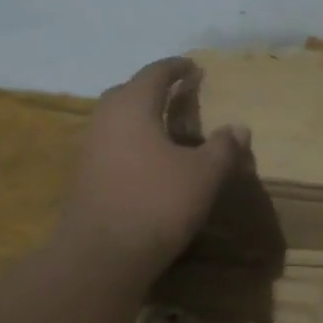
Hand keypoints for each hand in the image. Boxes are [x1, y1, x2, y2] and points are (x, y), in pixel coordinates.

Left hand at [53, 57, 248, 281]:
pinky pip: (110, 147)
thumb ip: (223, 148)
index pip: (154, 74)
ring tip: (165, 129)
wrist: (101, 256)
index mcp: (132, 107)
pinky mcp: (83, 178)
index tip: (193, 66)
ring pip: (116, 121)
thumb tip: (239, 128)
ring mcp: (88, 150)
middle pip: (128, 93)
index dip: (175, 67)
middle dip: (152, 89)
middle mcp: (104, 120)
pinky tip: (147, 162)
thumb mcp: (203, 175)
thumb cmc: (157, 203)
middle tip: (177, 94)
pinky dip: (130, 144)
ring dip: (139, 118)